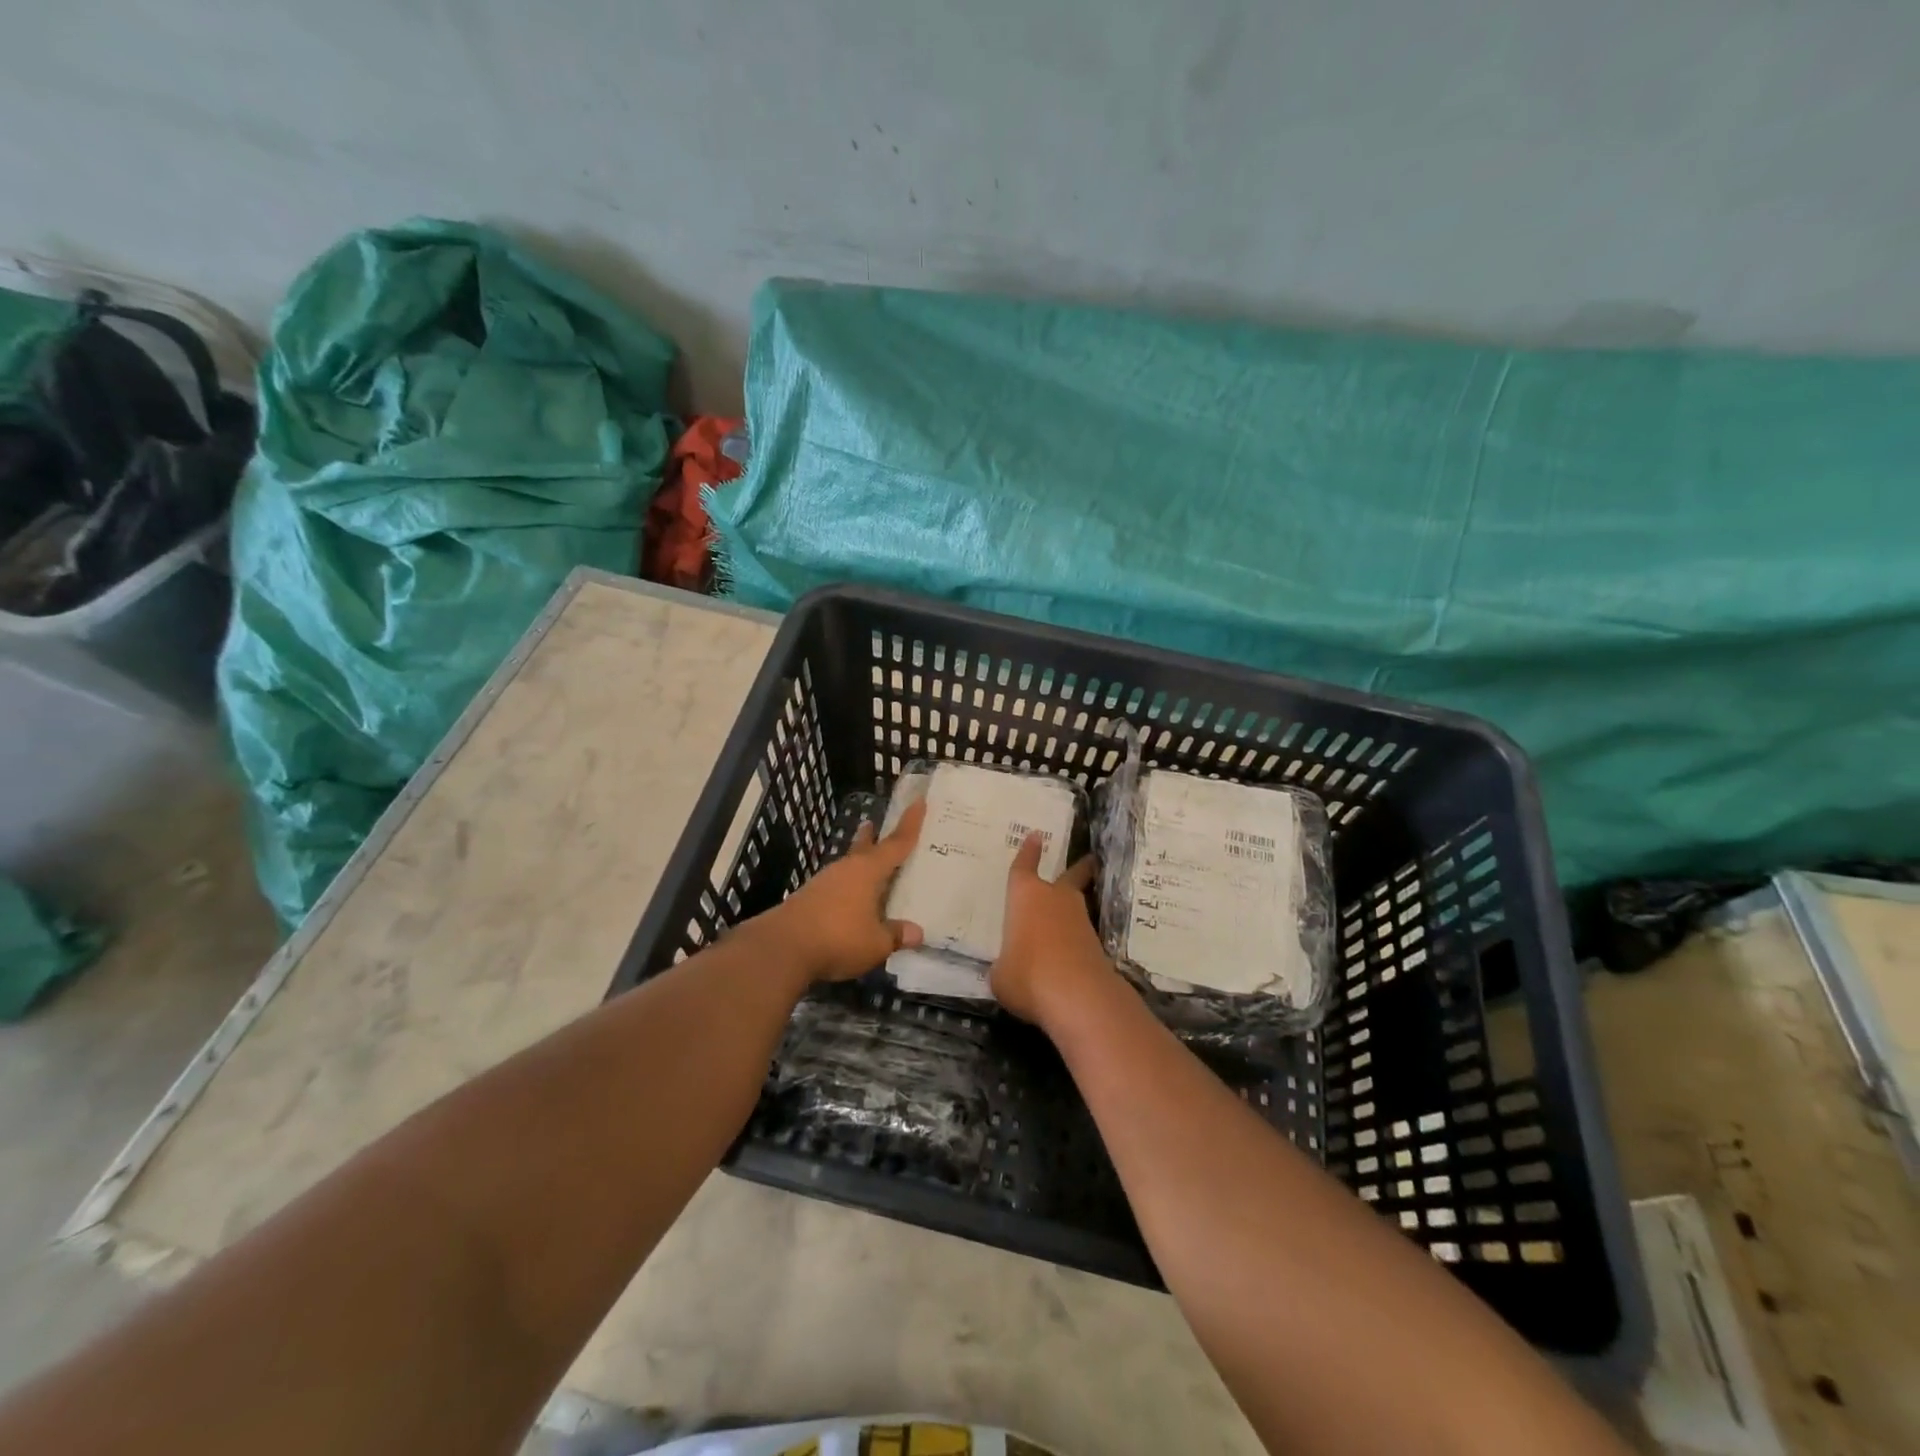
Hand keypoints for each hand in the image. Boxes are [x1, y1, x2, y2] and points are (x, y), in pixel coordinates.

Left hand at [758, 802, 925, 983]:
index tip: (918, 802)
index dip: (910, 824)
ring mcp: (823, 883)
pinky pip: (836, 887)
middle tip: (873, 824)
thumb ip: (896, 935)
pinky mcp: (808, 899)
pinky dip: (847, 888)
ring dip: (857, 864)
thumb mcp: (876, 943)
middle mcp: (846, 870)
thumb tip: (917, 932)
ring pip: (847, 868)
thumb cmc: (838, 938)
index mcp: (868, 871)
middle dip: (871, 837)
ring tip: (868, 868)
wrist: (782, 948)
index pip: (896, 843)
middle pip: (864, 848)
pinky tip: (849, 902)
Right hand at [990, 831, 1114, 1024]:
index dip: (1028, 852)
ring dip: (1072, 909)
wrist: (1079, 997)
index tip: (1036, 836)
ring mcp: (1080, 921)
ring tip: (1064, 917)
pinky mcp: (1096, 946)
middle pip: (1068, 877)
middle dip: (1077, 869)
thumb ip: (1004, 965)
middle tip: (1088, 860)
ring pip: (1076, 907)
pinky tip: (1065, 955)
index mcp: (1025, 896)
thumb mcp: (1001, 975)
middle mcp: (1055, 900)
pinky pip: (1080, 936)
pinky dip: (1074, 940)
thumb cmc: (1027, 975)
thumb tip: (1011, 969)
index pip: (1023, 868)